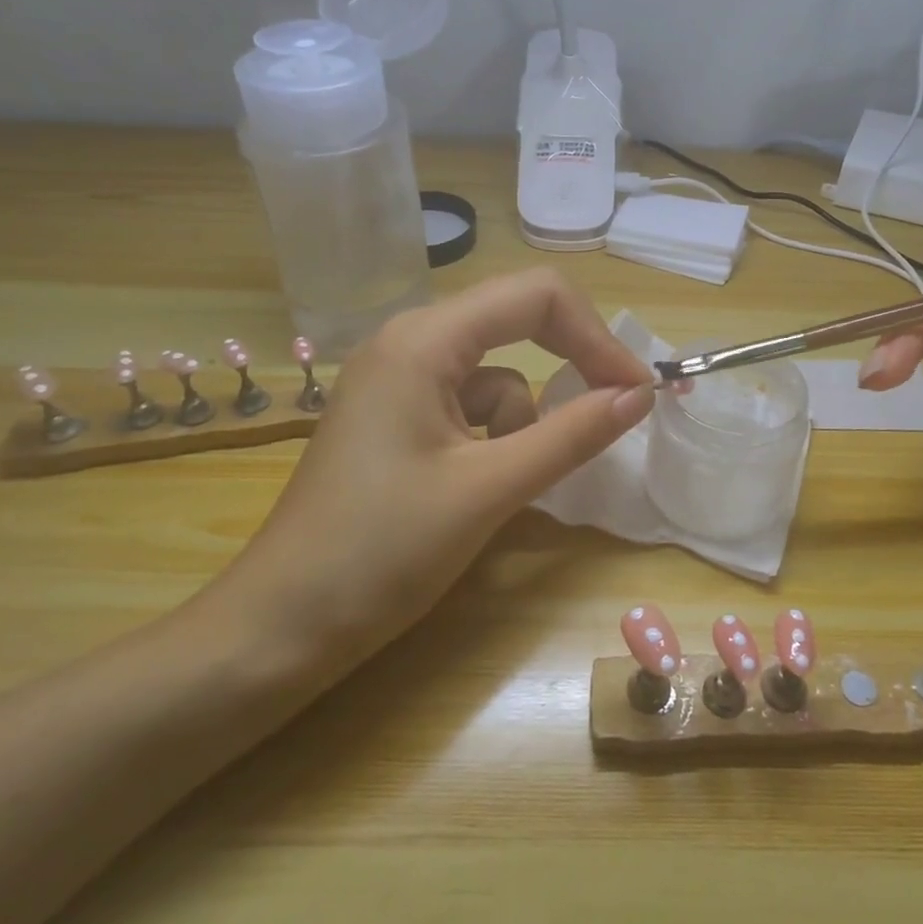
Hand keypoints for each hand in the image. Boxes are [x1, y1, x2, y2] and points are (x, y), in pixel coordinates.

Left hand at [210, 270, 654, 685]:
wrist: (282, 626)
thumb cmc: (382, 551)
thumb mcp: (490, 489)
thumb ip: (572, 434)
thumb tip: (640, 394)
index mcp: (424, 340)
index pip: (535, 296)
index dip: (597, 336)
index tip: (636, 391)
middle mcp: (409, 341)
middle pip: (516, 323)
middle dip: (568, 367)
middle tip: (612, 413)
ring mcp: (397, 379)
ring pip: (496, 375)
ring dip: (520, 422)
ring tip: (499, 485)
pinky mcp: (396, 417)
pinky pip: (468, 406)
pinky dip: (492, 439)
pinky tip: (473, 489)